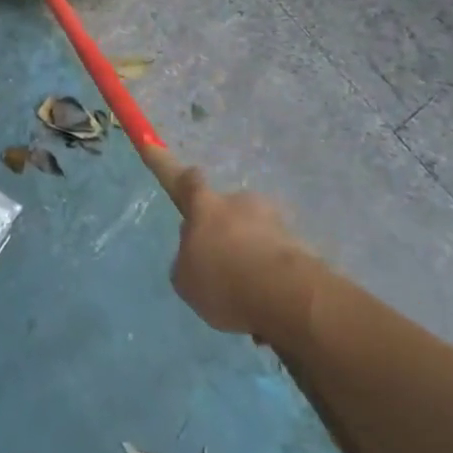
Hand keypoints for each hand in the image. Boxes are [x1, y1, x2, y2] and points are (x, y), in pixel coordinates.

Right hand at [170, 172, 314, 336]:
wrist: (284, 295)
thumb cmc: (223, 280)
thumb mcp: (186, 279)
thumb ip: (188, 261)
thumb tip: (198, 254)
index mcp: (205, 206)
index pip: (186, 180)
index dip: (169, 165)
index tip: (153, 145)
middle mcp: (239, 203)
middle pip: (225, 211)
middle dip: (224, 232)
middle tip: (221, 269)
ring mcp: (272, 220)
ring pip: (254, 235)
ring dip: (249, 256)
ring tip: (247, 298)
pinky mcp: (299, 244)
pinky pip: (276, 258)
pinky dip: (270, 276)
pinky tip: (268, 307)